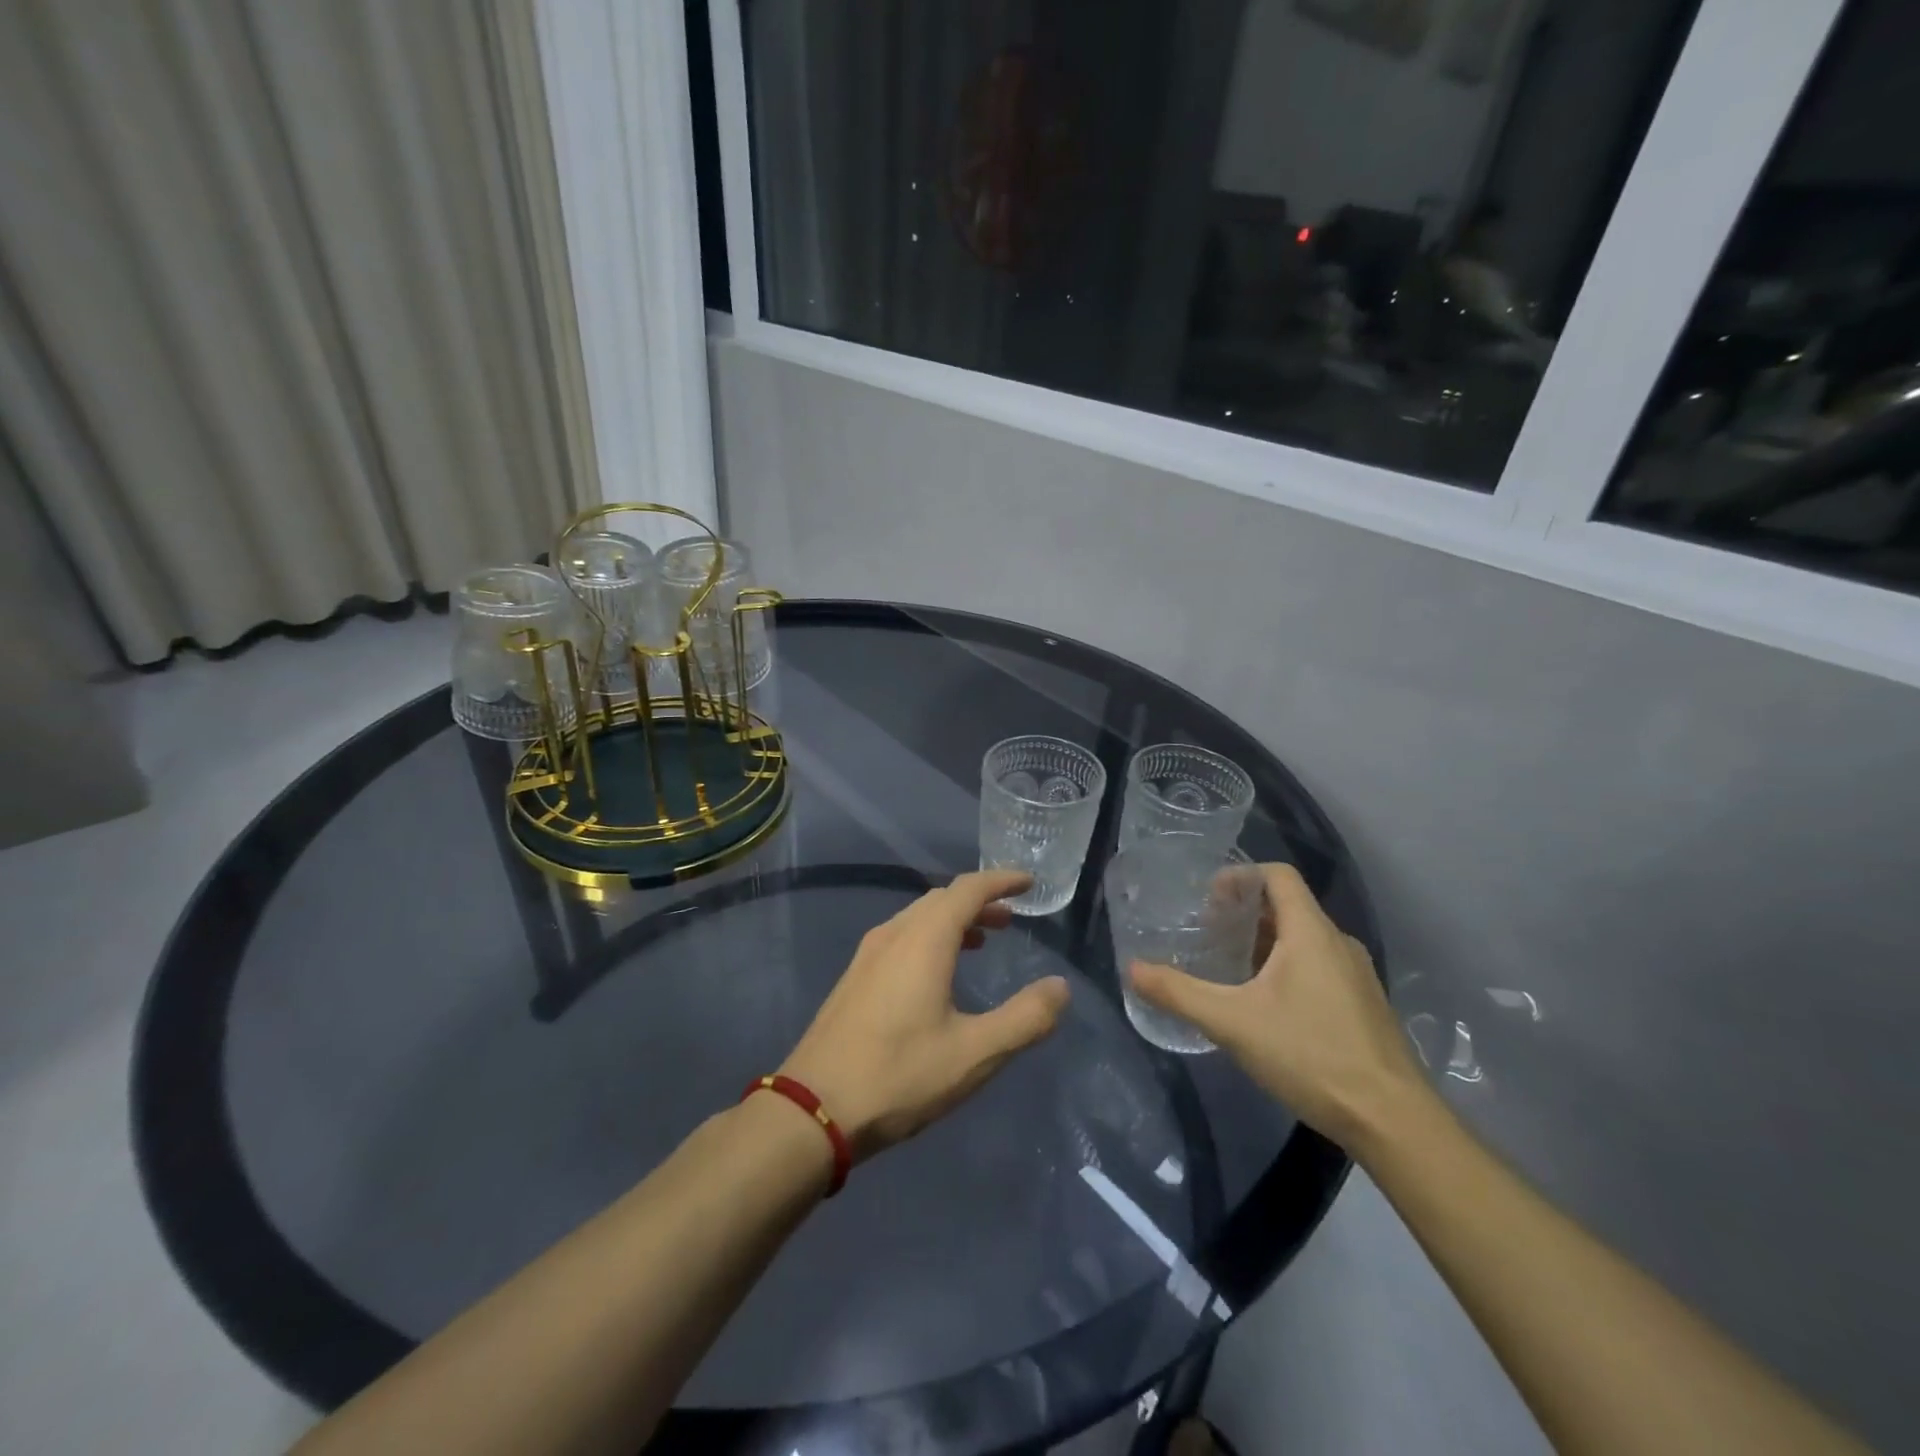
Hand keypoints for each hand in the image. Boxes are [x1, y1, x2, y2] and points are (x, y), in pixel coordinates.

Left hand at [781, 870, 1069, 1160]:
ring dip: (953, 920)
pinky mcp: (854, 978)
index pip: (968, 889)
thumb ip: (1025, 1019)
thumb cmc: (899, 1076)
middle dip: (979, 902)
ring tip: (980, 941)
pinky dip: (929, 938)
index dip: (1001, 881)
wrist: (812, 1109)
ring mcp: (867, 955)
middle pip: (941, 899)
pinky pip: (900, 938)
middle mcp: (893, 935)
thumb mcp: (975, 1053)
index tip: (1028, 882)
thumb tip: (1060, 987)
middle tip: (1010, 919)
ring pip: (918, 918)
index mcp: (924, 940)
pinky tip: (936, 974)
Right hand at [1129, 863, 1424, 1150]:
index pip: (1278, 875)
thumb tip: (1131, 969)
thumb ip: (1179, 993)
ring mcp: (1356, 975)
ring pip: (1304, 938)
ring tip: (1230, 966)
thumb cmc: (1311, 1055)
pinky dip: (1286, 966)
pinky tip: (1266, 1004)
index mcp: (1311, 932)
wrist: (1393, 1121)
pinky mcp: (1363, 1005)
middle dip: (1245, 911)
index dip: (1240, 875)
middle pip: (1288, 905)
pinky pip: (1319, 965)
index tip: (1207, 898)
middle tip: (1208, 932)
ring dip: (1265, 940)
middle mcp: (1338, 943)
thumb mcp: (1233, 1023)